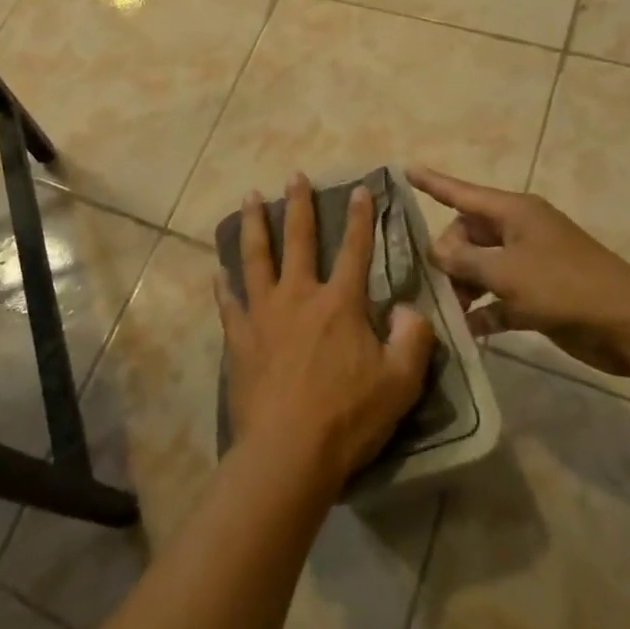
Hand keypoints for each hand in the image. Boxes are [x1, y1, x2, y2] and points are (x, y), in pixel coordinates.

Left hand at [218, 174, 435, 487]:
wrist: (288, 452)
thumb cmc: (348, 417)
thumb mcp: (400, 383)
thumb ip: (413, 340)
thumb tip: (409, 308)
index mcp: (339, 304)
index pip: (355, 250)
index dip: (360, 218)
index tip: (360, 189)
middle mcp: (298, 296)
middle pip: (298, 240)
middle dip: (299, 205)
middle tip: (294, 175)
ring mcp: (263, 314)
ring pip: (255, 257)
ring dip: (254, 225)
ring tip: (248, 196)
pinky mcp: (239, 338)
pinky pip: (228, 303)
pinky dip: (223, 285)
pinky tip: (216, 271)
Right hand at [407, 167, 629, 379]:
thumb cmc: (565, 287)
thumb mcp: (506, 272)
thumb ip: (464, 261)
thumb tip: (436, 252)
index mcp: (514, 212)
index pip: (462, 192)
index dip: (432, 182)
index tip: (405, 169)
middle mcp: (519, 231)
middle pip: (468, 235)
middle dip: (448, 256)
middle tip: (438, 283)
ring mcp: (530, 263)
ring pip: (482, 267)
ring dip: (464, 287)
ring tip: (448, 311)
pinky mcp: (539, 295)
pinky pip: (499, 296)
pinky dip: (484, 310)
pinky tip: (467, 330)